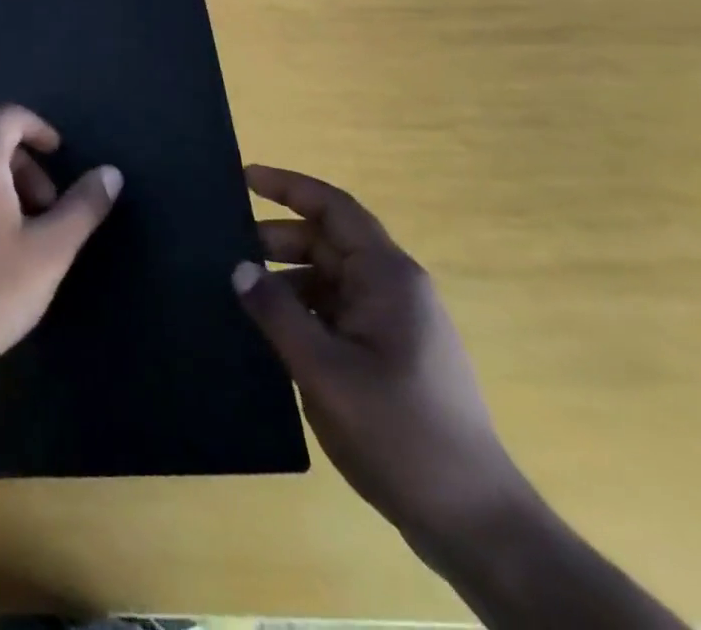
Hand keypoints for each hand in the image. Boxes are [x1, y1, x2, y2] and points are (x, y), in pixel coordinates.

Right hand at [233, 166, 531, 555]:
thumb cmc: (400, 432)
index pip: (334, 208)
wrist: (474, 523)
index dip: (288, 186)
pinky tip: (270, 334)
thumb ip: (277, 313)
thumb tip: (239, 267)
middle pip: (327, 242)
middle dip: (277, 240)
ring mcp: (394, 323)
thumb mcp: (324, 370)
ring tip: (240, 297)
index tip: (244, 178)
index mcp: (388, 277)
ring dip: (286, 279)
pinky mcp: (388, 354)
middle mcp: (393, 289)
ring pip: (329, 278)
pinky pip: (336, 311)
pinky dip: (301, 311)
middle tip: (226, 252)